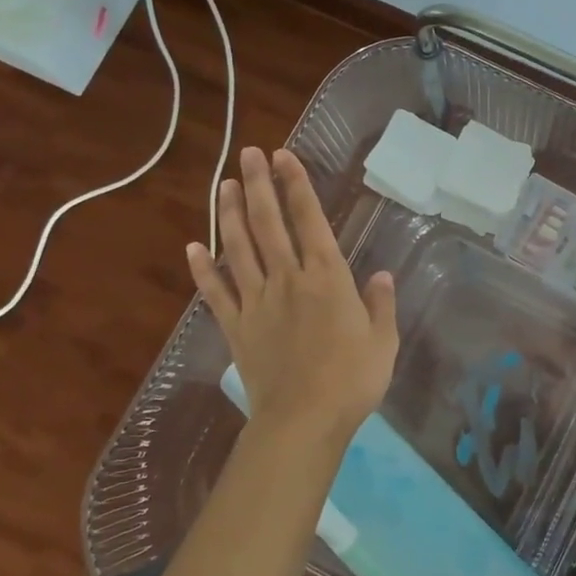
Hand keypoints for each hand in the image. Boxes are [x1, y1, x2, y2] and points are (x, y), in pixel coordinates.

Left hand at [187, 146, 397, 442]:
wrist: (304, 420)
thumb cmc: (353, 380)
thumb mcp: (383, 341)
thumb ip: (381, 304)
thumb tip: (382, 275)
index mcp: (327, 278)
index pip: (309, 220)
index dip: (296, 186)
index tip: (283, 157)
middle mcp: (288, 279)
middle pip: (268, 224)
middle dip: (258, 185)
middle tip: (248, 154)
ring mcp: (257, 302)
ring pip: (239, 249)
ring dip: (229, 215)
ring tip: (223, 185)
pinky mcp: (237, 327)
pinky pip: (216, 293)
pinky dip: (203, 270)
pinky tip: (192, 248)